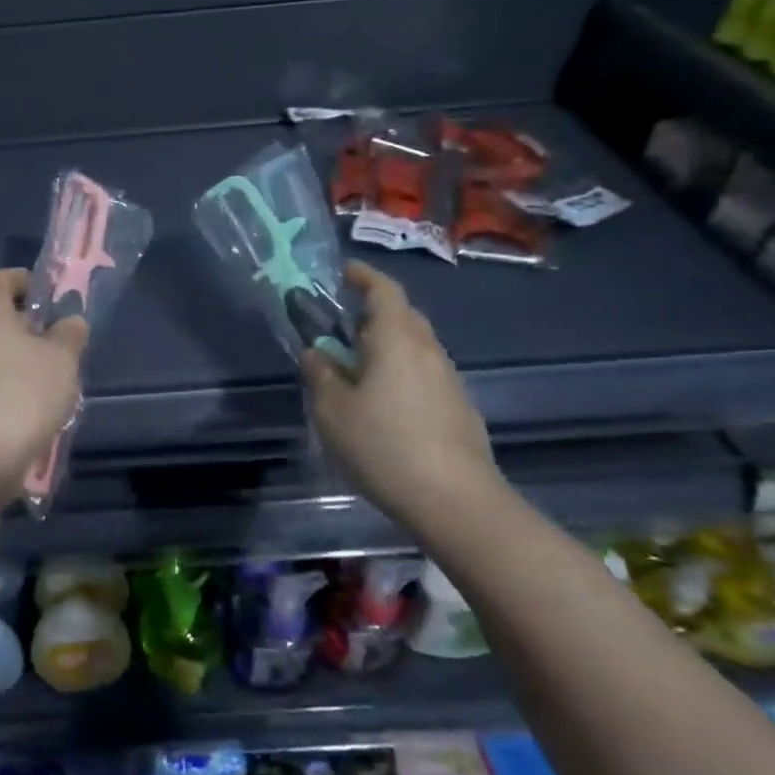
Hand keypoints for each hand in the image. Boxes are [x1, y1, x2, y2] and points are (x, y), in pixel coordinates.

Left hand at [0, 268, 89, 499]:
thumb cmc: (22, 393)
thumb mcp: (62, 359)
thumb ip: (69, 334)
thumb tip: (69, 321)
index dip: (23, 281)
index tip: (46, 295)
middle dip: (19, 324)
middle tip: (50, 339)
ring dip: (8, 358)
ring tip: (41, 379)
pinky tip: (21, 408)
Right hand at [300, 262, 501, 522]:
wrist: (456, 502)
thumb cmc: (385, 446)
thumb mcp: (333, 411)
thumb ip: (320, 374)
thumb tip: (315, 353)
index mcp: (397, 339)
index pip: (384, 290)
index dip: (363, 276)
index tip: (343, 272)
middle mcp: (428, 350)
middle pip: (403, 316)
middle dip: (372, 313)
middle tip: (342, 328)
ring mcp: (449, 380)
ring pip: (415, 347)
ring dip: (386, 346)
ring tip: (356, 370)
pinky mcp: (459, 409)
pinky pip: (424, 374)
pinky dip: (400, 373)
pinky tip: (383, 405)